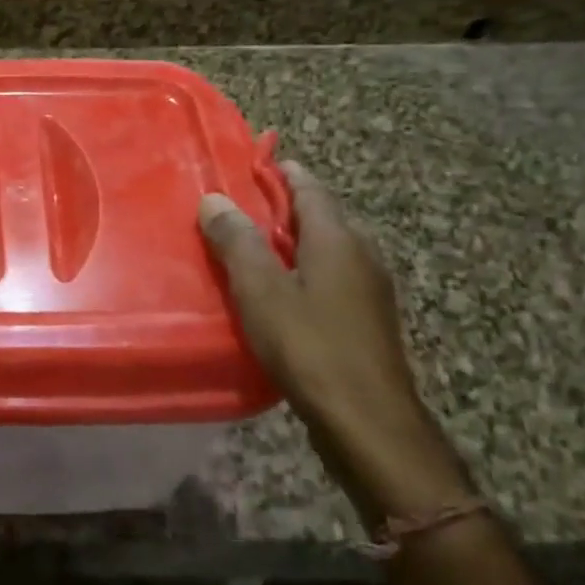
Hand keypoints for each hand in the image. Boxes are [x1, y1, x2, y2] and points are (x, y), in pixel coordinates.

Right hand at [199, 164, 469, 529]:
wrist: (367, 421)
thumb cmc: (309, 345)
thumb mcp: (260, 289)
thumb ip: (236, 241)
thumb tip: (214, 199)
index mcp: (338, 238)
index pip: (310, 188)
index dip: (282, 172)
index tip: (253, 163)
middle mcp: (362, 254)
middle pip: (322, 215)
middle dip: (285, 206)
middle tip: (243, 207)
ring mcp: (370, 289)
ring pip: (328, 248)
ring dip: (294, 240)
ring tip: (254, 247)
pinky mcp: (367, 319)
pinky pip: (332, 276)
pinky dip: (304, 269)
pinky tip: (281, 291)